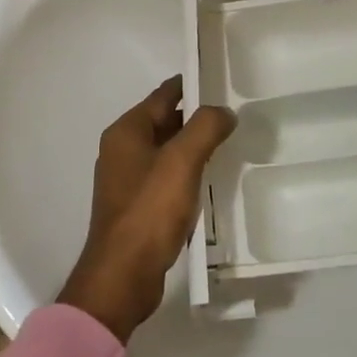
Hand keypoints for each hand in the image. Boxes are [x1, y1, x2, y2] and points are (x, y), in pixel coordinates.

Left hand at [57, 77, 235, 342]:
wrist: (122, 276)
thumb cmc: (149, 210)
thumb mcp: (182, 161)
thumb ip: (205, 128)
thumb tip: (223, 111)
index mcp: (126, 131)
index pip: (164, 95)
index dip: (192, 84)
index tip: (223, 80)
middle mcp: (122, 149)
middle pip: (164, 121)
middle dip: (196, 117)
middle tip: (235, 114)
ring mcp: (127, 179)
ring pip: (166, 150)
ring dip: (193, 146)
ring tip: (229, 144)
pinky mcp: (136, 206)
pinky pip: (165, 177)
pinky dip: (186, 173)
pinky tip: (210, 180)